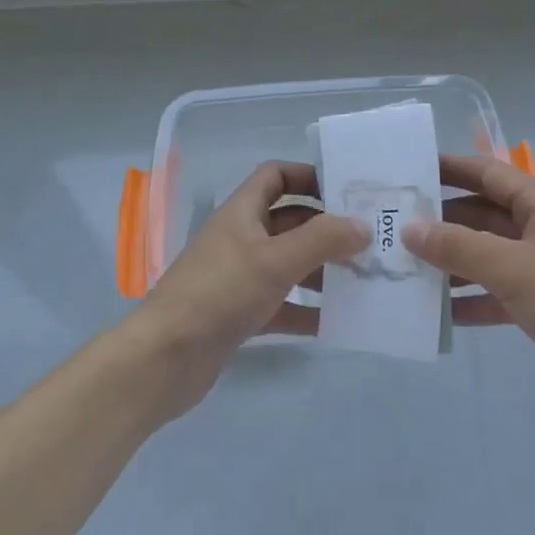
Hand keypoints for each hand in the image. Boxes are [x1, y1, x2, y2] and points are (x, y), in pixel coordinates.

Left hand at [127, 161, 366, 419]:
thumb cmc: (219, 293)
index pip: (275, 176)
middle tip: (369, 239)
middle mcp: (241, 239)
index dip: (308, 176)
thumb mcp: (275, 260)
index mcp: (242, 213)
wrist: (165, 358)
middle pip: (289, 221)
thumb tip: (362, 226)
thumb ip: (322, 240)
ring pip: (289, 264)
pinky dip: (307, 309)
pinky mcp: (241, 314)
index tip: (345, 190)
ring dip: (322, 269)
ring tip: (362, 279)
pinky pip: (282, 304)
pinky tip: (337, 321)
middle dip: (326, 228)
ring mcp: (239, 278)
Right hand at [403, 154, 534, 442]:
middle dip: (443, 221)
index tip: (408, 168)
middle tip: (394, 226)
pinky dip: (474, 297)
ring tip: (407, 268)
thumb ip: (458, 247)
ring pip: (490, 254)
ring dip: (454, 261)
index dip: (450, 168)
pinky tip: (441, 312)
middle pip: (485, 214)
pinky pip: (501, 291)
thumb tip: (409, 228)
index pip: (489, 173)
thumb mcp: (513, 269)